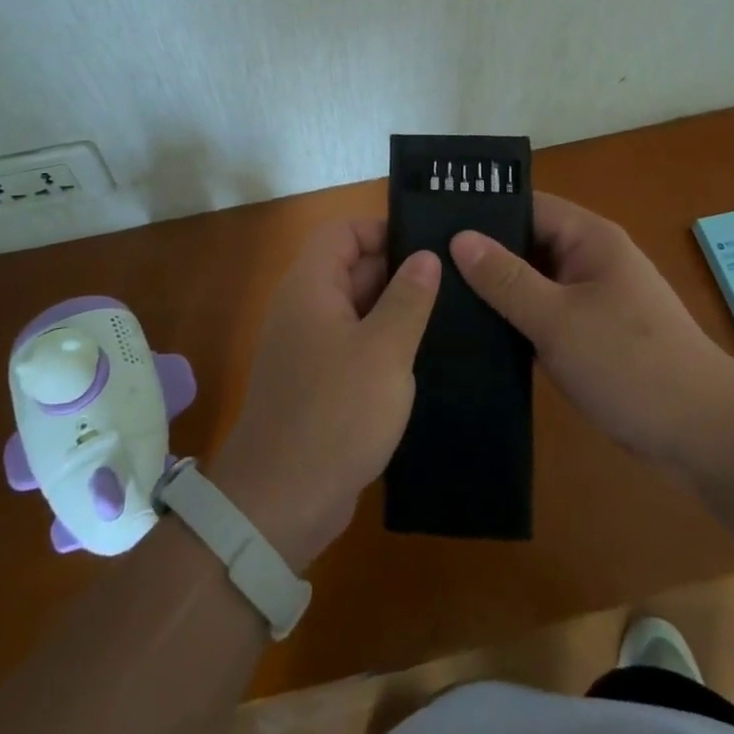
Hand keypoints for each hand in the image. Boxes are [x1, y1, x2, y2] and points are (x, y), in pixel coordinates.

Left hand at [209, 220, 439, 569]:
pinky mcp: (317, 384)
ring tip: (448, 317)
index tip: (427, 247)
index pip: (343, 232)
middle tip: (452, 282)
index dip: (382, 230)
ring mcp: (308, 348)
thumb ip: (408, 298)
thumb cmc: (336, 414)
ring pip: (356, 310)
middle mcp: (304, 308)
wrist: (280, 503)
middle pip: (350, 268)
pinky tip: (421, 360)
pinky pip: (353, 346)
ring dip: (394, 312)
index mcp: (311, 286)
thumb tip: (426, 257)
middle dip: (397, 272)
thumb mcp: (384, 351)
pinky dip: (383, 346)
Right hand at [451, 192, 733, 466]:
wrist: (706, 436)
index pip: (526, 206)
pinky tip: (477, 334)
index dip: (482, 210)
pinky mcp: (592, 334)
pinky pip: (545, 314)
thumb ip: (506, 279)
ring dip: (498, 291)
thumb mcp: (558, 320)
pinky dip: (517, 320)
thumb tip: (459, 238)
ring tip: (440, 297)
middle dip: (483, 254)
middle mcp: (590, 259)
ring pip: (534, 282)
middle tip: (426, 265)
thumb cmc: (631, 364)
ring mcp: (593, 298)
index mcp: (589, 238)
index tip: (432, 223)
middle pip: (527, 242)